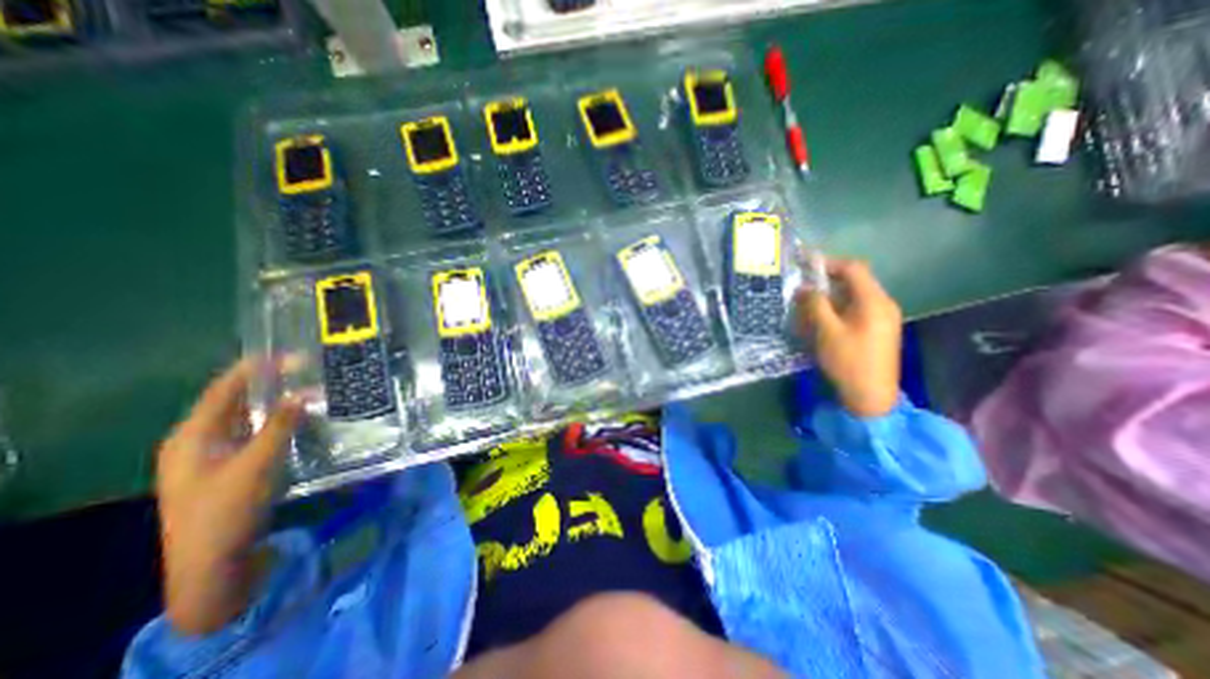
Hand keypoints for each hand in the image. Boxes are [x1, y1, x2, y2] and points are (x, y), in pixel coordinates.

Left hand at [155, 361, 304, 635]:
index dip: (256, 369)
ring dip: (278, 403)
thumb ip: (281, 426)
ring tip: (310, 389)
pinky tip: (302, 419)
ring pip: (249, 418)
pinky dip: (279, 422)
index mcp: (192, 436)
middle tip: (307, 369)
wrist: (213, 564)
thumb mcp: (257, 465)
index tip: (291, 354)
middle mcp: (199, 441)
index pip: (224, 390)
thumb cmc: (228, 510)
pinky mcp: (232, 467)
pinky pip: (256, 434)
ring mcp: (215, 456)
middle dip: (270, 383)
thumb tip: (304, 392)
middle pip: (236, 402)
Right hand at [790, 261, 900, 417]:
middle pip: (855, 281)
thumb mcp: (827, 331)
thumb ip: (816, 305)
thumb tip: (804, 287)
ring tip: (807, 304)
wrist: (872, 396)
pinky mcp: (878, 329)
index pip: (853, 269)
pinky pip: (856, 309)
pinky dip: (837, 308)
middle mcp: (883, 304)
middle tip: (802, 287)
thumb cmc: (848, 361)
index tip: (805, 265)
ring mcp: (883, 317)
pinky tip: (821, 319)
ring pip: (854, 296)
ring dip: (830, 296)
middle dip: (826, 281)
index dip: (829, 263)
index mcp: (874, 301)